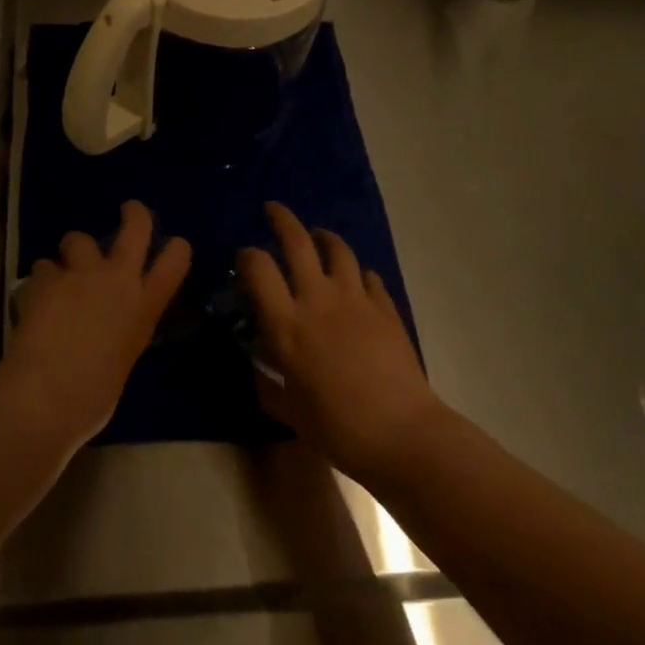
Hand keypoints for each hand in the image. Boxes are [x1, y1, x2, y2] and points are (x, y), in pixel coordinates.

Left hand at [5, 200, 190, 439]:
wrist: (47, 394)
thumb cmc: (92, 397)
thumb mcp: (122, 361)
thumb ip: (121, 333)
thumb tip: (108, 331)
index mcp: (144, 306)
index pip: (176, 261)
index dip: (176, 248)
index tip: (173, 244)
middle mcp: (118, 279)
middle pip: (135, 227)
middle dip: (134, 214)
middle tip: (129, 209)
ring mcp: (81, 273)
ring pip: (77, 238)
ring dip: (71, 252)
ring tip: (61, 270)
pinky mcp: (47, 277)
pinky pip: (43, 266)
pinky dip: (40, 279)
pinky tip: (33, 297)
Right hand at [238, 202, 444, 481]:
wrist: (401, 434)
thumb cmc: (336, 427)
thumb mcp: (288, 410)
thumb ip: (268, 384)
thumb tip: (260, 368)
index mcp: (286, 323)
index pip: (258, 267)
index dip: (246, 256)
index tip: (243, 259)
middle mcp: (317, 299)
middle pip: (297, 241)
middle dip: (281, 219)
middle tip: (273, 210)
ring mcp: (356, 300)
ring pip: (338, 249)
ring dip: (323, 237)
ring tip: (318, 237)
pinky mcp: (386, 308)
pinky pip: (369, 277)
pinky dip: (359, 273)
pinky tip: (357, 281)